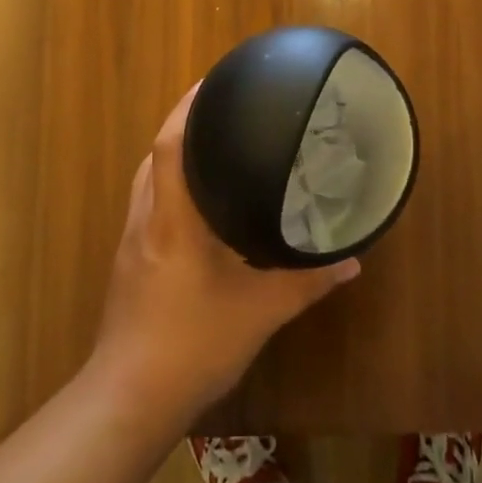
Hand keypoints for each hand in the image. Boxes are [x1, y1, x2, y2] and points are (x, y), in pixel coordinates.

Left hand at [92, 83, 361, 424]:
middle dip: (184, 122)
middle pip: (156, 152)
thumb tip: (353, 261)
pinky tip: (196, 202)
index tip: (213, 81)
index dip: (188, 106)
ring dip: (173, 153)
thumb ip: (308, 282)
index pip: (170, 143)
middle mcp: (147, 218)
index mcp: (173, 217)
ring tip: (212, 145)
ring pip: (149, 178)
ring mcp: (132, 240)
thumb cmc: (192, 344)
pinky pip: (148, 203)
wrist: (128, 401)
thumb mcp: (261, 312)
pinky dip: (169, 184)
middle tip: (223, 108)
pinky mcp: (128, 260)